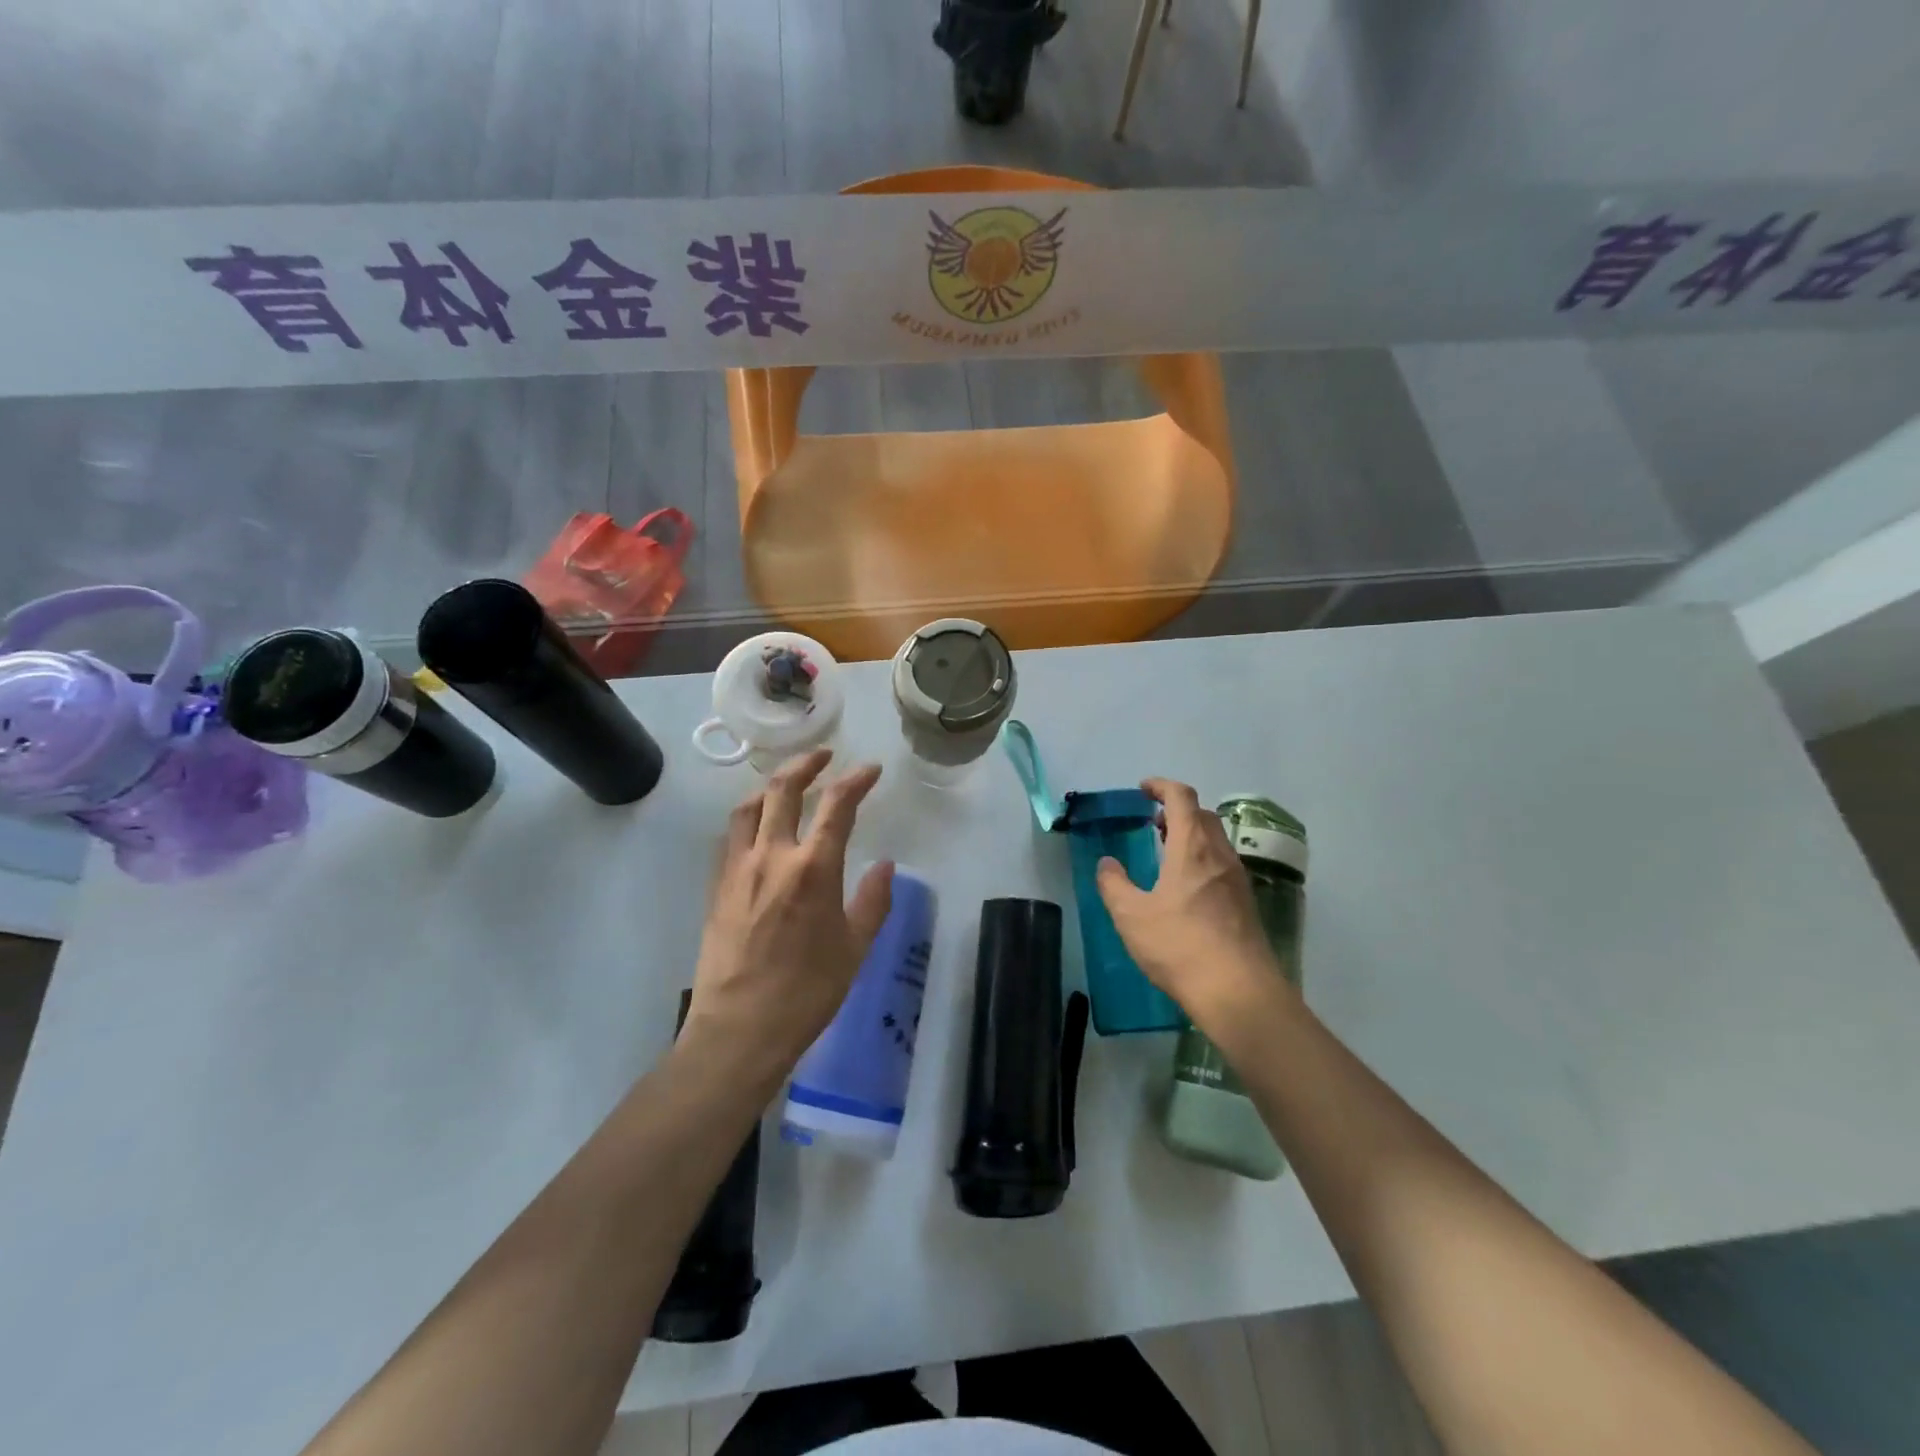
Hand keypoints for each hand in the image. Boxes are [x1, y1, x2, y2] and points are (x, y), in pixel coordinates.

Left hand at [684, 750, 893, 1087]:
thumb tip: (885, 866)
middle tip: (823, 757)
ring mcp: (737, 869)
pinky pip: (731, 837)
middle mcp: (772, 856)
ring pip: (748, 807)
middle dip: (805, 764)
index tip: (870, 770)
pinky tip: (757, 829)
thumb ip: (873, 901)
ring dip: (770, 786)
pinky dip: (748, 818)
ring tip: (786, 784)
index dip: (855, 780)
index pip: (836, 805)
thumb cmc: (807, 992)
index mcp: (813, 868)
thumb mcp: (855, 948)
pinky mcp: (717, 887)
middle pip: (782, 790)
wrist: (739, 1029)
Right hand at [1096, 778, 1292, 1034]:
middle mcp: (1220, 855)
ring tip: (1167, 854)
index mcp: (1193, 847)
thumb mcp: (1131, 916)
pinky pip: (1223, 864)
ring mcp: (1238, 880)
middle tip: (1153, 824)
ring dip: (1191, 835)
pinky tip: (1187, 889)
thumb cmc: (1179, 945)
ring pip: (1216, 840)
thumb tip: (1107, 863)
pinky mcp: (1246, 904)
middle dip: (1177, 810)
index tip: (1143, 789)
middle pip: (1203, 815)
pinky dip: (1203, 859)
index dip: (1162, 786)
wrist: (1238, 991)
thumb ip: (1114, 884)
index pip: (1182, 798)